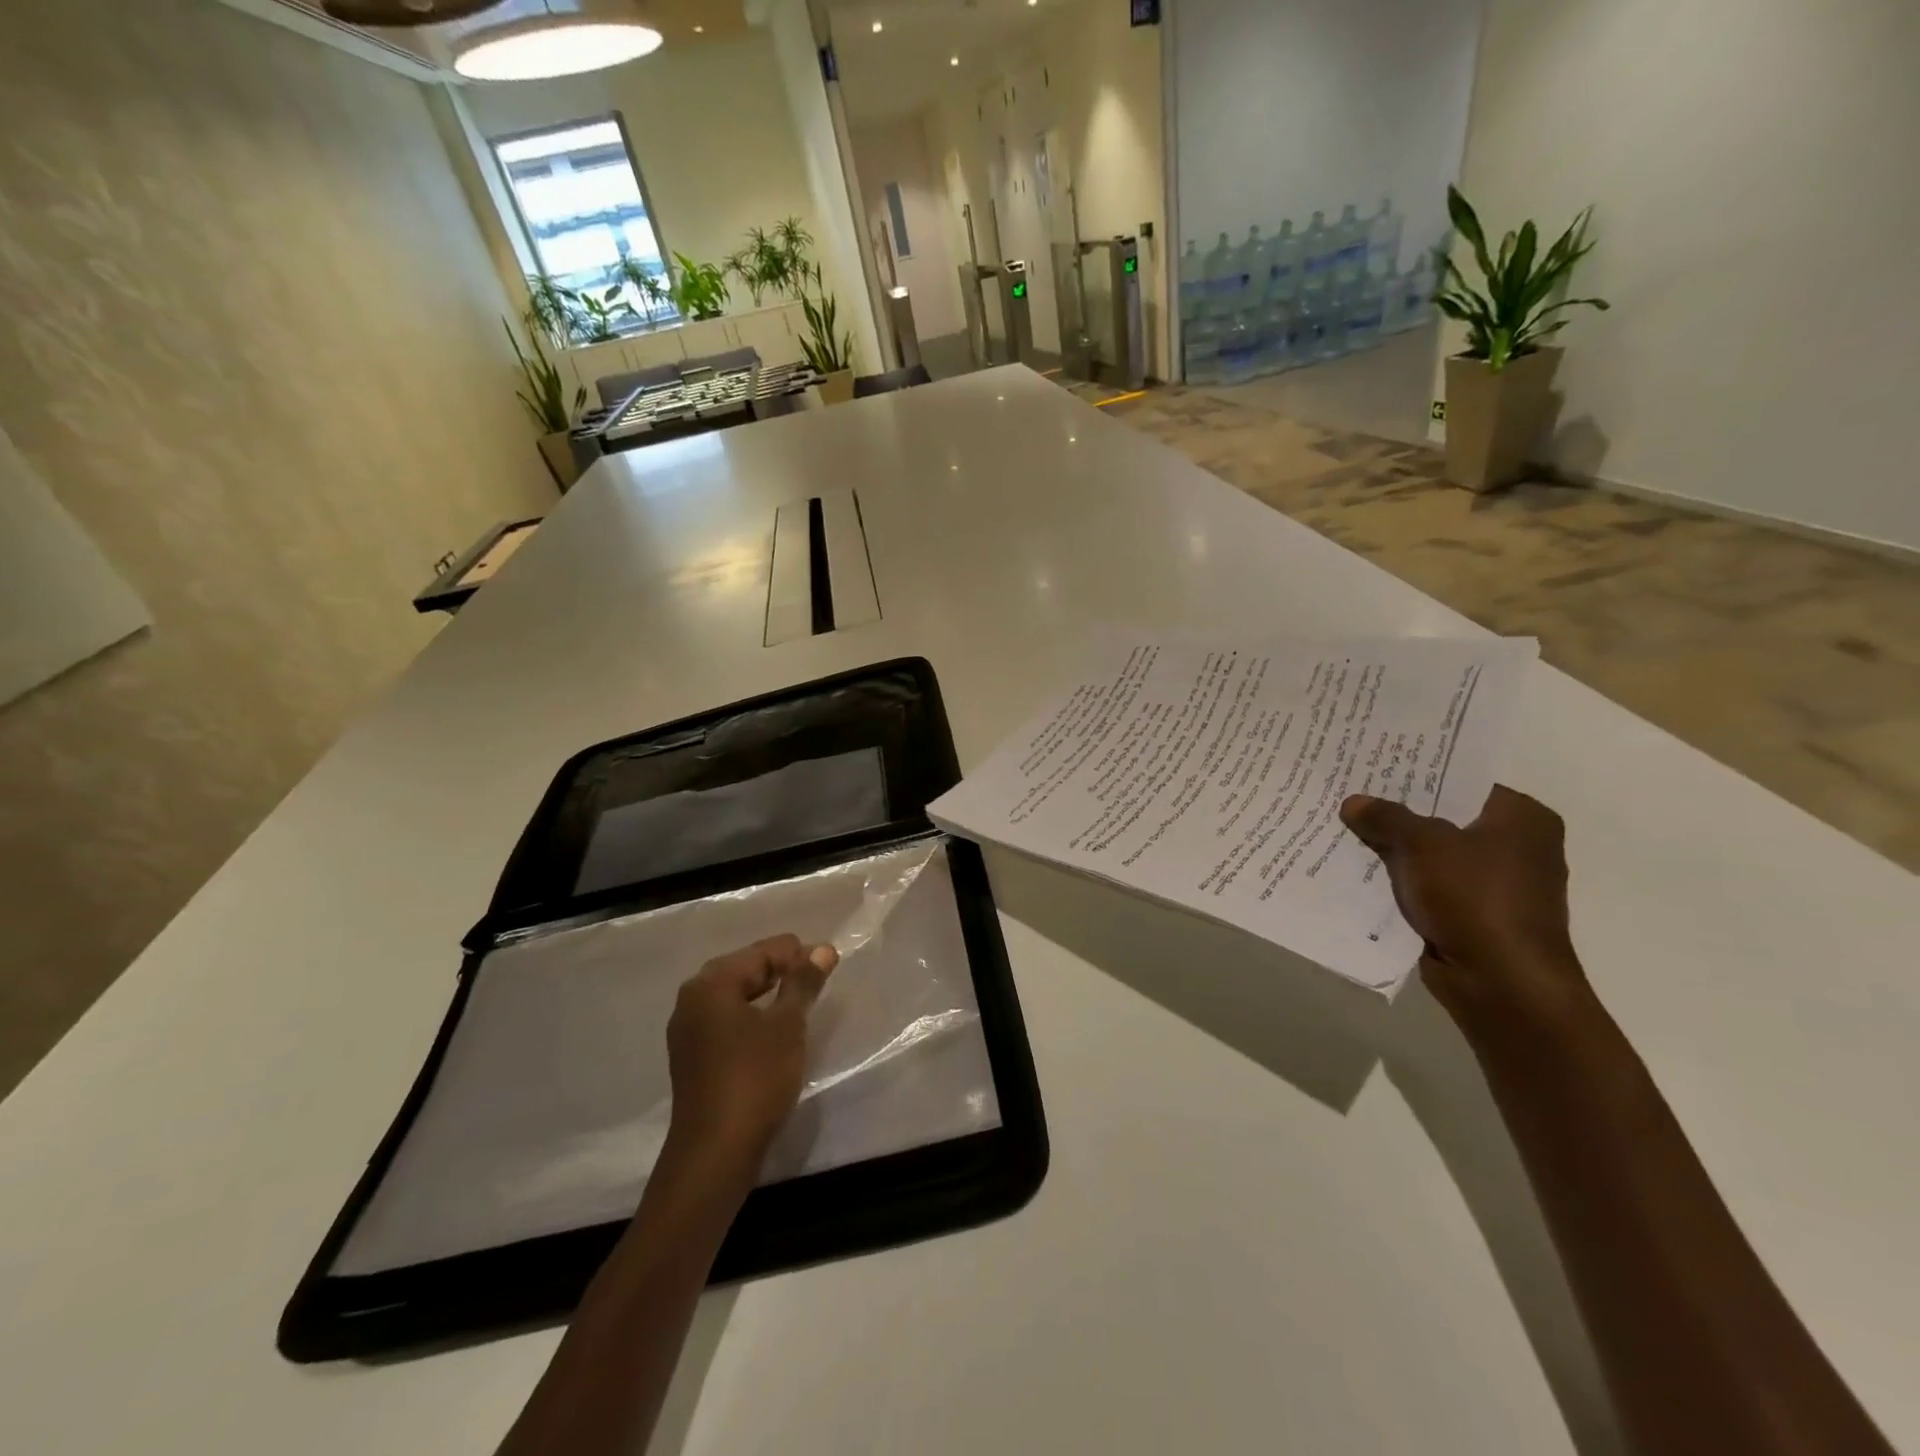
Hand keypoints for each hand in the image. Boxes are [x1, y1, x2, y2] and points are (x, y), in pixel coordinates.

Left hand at [665, 934, 838, 1165]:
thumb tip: (822, 949)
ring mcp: (688, 1029)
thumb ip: (804, 982)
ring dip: (769, 995)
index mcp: (711, 983)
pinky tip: (775, 1030)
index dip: (799, 954)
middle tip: (819, 981)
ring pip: (736, 995)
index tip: (831, 962)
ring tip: (803, 1003)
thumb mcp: (788, 1025)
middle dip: (783, 971)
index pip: (762, 952)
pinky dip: (753, 1017)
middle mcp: (692, 998)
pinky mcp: (693, 1056)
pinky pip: (728, 1020)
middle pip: (746, 968)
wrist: (715, 1154)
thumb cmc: (755, 1079)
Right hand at [1340, 785, 1588, 1029]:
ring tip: (1345, 826)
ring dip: (1395, 848)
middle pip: (1444, 816)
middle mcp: (1516, 846)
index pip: (1462, 780)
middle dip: (1399, 811)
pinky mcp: (1474, 914)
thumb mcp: (1424, 845)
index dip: (1417, 773)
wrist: (1501, 983)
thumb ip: (1387, 818)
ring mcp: (1495, 883)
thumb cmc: (1476, 898)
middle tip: (1351, 792)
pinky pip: (1428, 884)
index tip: (1374, 765)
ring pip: (1432, 853)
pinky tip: (1359, 868)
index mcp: (1522, 818)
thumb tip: (1353, 802)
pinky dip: (1401, 878)